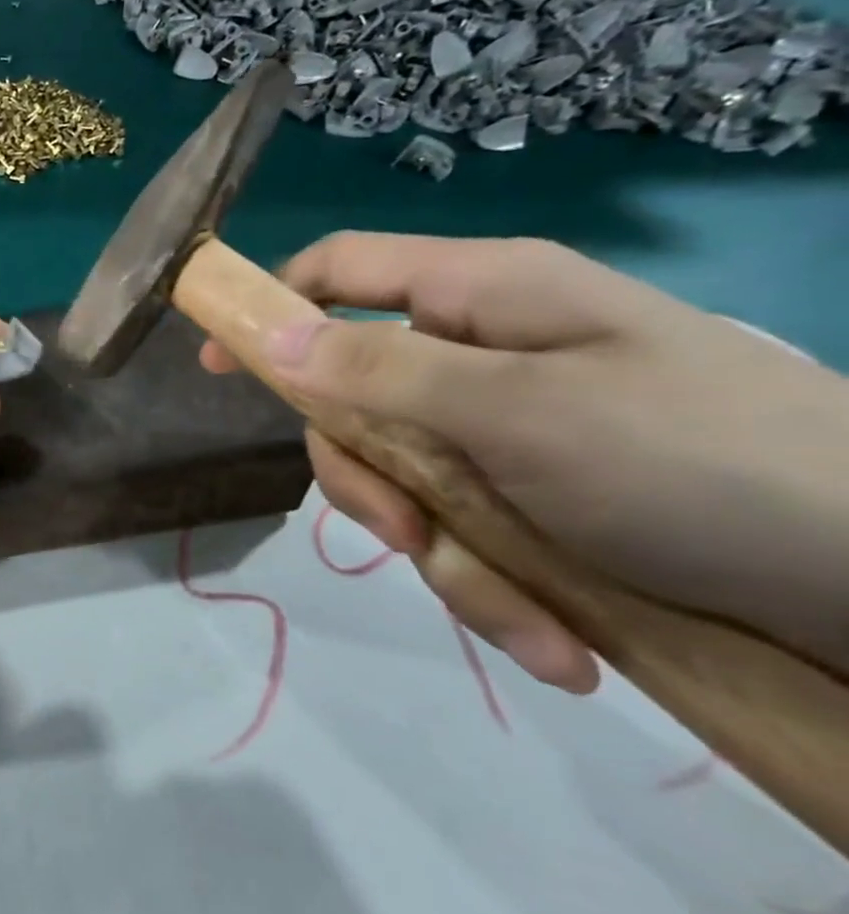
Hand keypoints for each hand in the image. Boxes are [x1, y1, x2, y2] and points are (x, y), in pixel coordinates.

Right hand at [203, 234, 848, 690]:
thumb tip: (265, 337)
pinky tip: (561, 643)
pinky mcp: (539, 499)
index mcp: (480, 297)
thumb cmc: (696, 462)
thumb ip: (379, 369)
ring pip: (407, 482)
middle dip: (370, 480)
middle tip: (407, 537)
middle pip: (355, 399)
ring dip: (446, 559)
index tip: (217, 367)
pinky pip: (468, 535)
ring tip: (526, 620)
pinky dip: (501, 593)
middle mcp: (484, 355)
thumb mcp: (517, 410)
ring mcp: (509, 431)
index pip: (339, 270)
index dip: (270, 307)